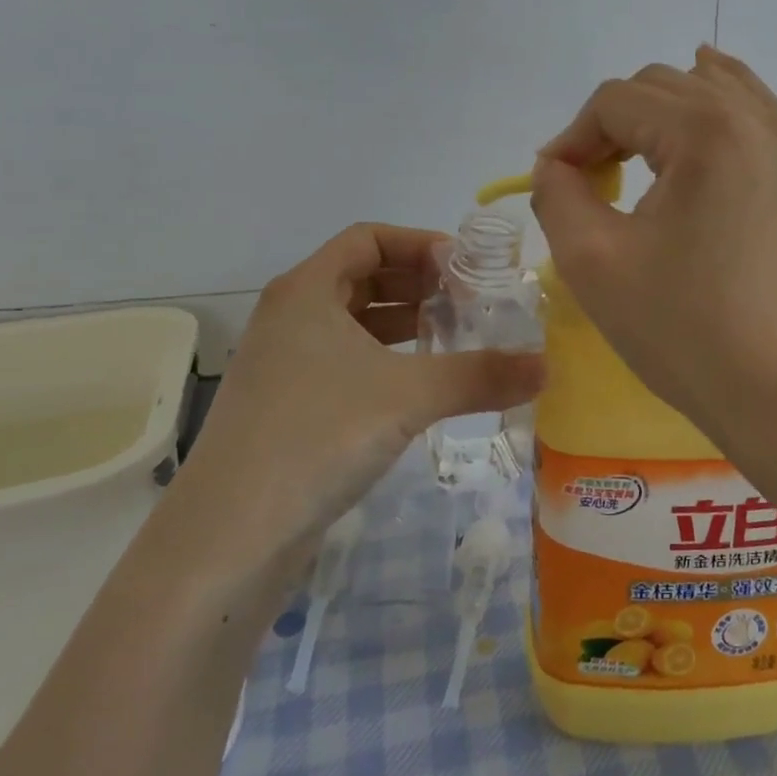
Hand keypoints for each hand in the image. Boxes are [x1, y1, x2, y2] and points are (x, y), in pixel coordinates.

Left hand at [169, 224, 544, 572]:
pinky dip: (385, 358)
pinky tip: (419, 384)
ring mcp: (285, 362)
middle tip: (470, 302)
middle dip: (418, 284)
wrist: (230, 536)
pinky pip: (345, 359)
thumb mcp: (409, 396)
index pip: (369, 238)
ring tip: (454, 338)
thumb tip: (546, 366)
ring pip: (354, 321)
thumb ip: (481, 375)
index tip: (466, 269)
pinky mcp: (287, 403)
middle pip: (362, 276)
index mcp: (307, 290)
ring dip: (404, 323)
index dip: (420, 244)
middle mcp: (291, 315)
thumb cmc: (317, 436)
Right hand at [530, 46, 776, 433]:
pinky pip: (752, 110)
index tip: (556, 185)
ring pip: (709, 88)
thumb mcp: (591, 259)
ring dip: (661, 113)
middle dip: (613, 125)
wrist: (774, 389)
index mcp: (706, 132)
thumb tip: (557, 164)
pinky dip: (715, 107)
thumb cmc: (678, 328)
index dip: (573, 137)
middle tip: (591, 182)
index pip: (616, 102)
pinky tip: (698, 117)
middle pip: (661, 87)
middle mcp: (755, 119)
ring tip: (637, 159)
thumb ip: (557, 194)